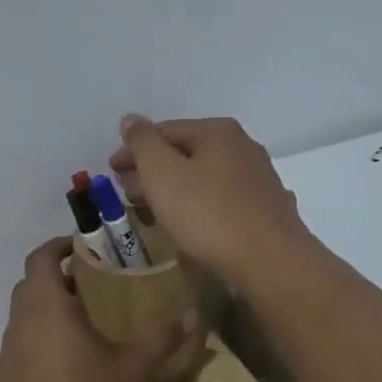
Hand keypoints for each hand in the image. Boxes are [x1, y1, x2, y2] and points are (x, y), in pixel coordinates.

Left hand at [0, 238, 198, 381]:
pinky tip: (62, 378)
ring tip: (81, 331)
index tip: (81, 247)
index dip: (57, 246)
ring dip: (46, 318)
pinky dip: (36, 353)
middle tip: (90, 287)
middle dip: (56, 281)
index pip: (39, 259)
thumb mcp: (135, 371)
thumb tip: (193, 314)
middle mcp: (16, 329)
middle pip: (29, 289)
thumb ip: (163, 337)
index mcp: (45, 311)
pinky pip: (17, 359)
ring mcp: (2, 363)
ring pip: (22, 325)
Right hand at [108, 115, 316, 290]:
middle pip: (186, 153)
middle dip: (153, 170)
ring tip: (154, 209)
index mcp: (218, 131)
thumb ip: (143, 143)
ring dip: (176, 189)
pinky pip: (223, 200)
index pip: (164, 131)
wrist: (271, 262)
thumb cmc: (208, 214)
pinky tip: (193, 223)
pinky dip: (200, 205)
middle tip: (128, 191)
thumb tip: (131, 120)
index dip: (133, 149)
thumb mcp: (163, 173)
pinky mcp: (268, 209)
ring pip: (205, 177)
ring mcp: (260, 178)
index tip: (111, 170)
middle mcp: (243, 147)